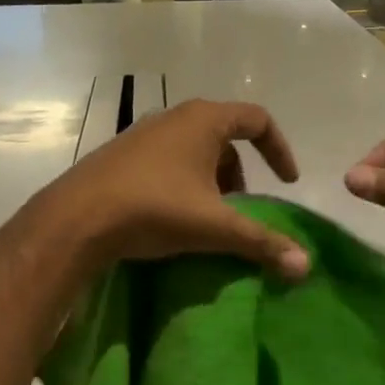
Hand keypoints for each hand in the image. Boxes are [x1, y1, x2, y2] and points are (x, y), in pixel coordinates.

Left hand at [46, 99, 309, 279]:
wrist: (78, 218)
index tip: (286, 183)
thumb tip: (306, 267)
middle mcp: (173, 117)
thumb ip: (262, 242)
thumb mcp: (215, 227)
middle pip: (223, 137)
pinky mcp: (120, 155)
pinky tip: (171, 216)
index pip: (257, 120)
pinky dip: (181, 183)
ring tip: (207, 217)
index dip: (279, 150)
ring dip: (209, 180)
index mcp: (203, 120)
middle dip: (239, 173)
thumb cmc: (155, 208)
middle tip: (240, 209)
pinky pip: (165, 162)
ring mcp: (142, 134)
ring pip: (192, 151)